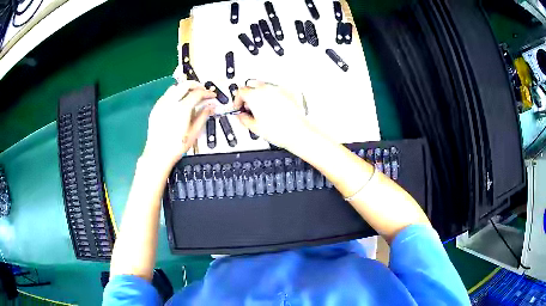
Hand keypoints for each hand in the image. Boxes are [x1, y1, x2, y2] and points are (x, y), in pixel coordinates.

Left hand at [142, 81, 215, 168]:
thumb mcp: (194, 132)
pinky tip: (178, 102)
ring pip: (175, 87)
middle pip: (185, 84)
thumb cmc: (176, 146)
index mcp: (182, 109)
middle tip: (203, 90)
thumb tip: (211, 106)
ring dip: (184, 88)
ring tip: (191, 95)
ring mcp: (161, 104)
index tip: (212, 96)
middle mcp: (171, 102)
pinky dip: (175, 94)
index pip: (197, 93)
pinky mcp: (156, 108)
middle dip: (196, 85)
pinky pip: (166, 95)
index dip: (207, 93)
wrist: (157, 154)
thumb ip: (203, 116)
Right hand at [234, 80, 310, 148]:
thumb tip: (240, 116)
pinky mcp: (289, 92)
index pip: (240, 92)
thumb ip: (243, 118)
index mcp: (255, 96)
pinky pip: (276, 90)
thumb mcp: (254, 127)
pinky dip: (272, 96)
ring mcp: (279, 89)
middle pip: (252, 86)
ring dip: (260, 94)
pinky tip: (274, 107)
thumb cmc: (280, 131)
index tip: (238, 107)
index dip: (237, 100)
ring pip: (265, 87)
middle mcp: (267, 89)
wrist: (298, 132)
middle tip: (248, 107)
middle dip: (248, 95)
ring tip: (262, 108)